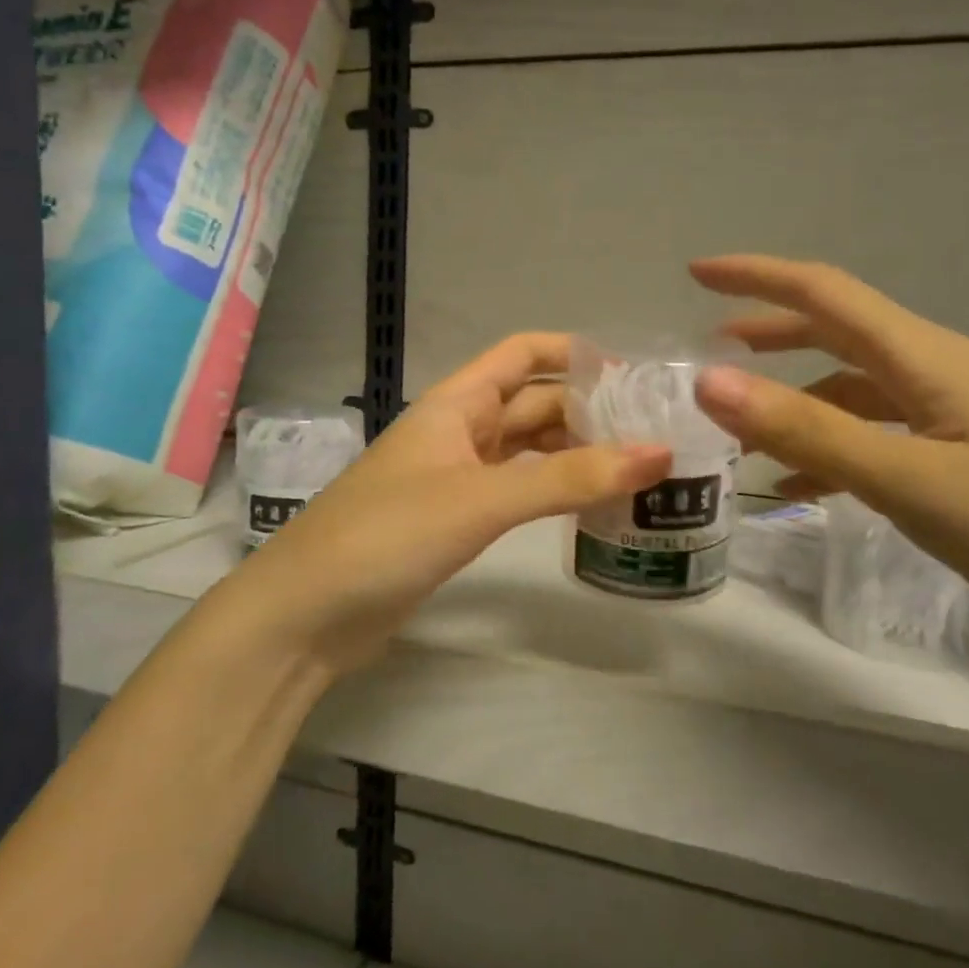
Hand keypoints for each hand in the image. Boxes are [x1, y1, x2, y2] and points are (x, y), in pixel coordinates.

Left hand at [240, 334, 670, 676]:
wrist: (309, 614)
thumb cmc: (389, 535)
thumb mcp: (482, 499)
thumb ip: (568, 478)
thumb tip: (659, 453)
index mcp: (455, 404)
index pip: (521, 354)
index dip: (572, 353)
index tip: (632, 374)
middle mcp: (458, 431)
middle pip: (532, 403)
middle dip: (587, 409)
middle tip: (654, 429)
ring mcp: (455, 478)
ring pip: (527, 450)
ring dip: (574, 452)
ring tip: (638, 466)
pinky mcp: (455, 521)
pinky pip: (516, 491)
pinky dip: (552, 491)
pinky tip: (589, 504)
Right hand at [689, 255, 968, 653]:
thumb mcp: (910, 481)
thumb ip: (809, 431)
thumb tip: (710, 380)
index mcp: (925, 357)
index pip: (824, 293)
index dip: (757, 276)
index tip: (696, 273)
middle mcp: (940, 369)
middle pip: (839, 332)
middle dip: (770, 332)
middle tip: (711, 346)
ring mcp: (961, 410)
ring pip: (858, 386)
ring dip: (798, 399)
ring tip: (746, 433)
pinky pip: (884, 431)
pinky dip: (836, 445)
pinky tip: (811, 489)